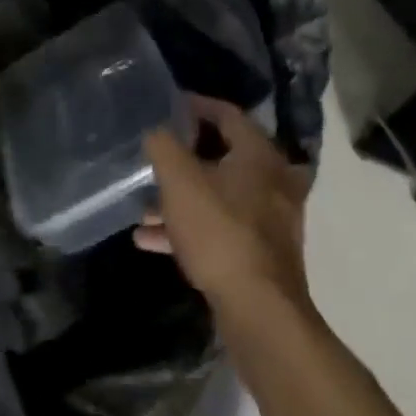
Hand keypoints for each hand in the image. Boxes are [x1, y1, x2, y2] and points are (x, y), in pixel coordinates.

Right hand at [136, 94, 311, 316]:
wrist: (258, 310)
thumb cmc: (219, 230)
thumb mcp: (179, 179)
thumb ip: (163, 145)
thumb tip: (157, 130)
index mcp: (259, 154)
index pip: (228, 114)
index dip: (196, 106)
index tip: (170, 105)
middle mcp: (273, 181)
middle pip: (224, 156)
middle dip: (184, 157)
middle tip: (157, 154)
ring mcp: (271, 219)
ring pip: (219, 195)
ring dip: (182, 198)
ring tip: (143, 206)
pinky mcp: (262, 252)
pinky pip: (220, 227)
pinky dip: (190, 227)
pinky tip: (150, 238)